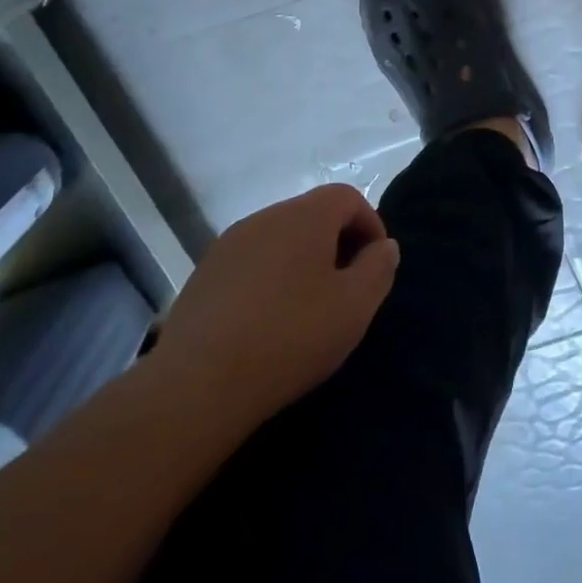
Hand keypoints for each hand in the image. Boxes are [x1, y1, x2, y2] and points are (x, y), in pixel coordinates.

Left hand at [153, 185, 399, 427]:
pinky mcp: (202, 275)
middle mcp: (266, 217)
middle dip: (336, 243)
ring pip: (279, 239)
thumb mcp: (355, 306)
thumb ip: (378, 268)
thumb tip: (384, 246)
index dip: (370, 224)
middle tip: (346, 288)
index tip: (375, 265)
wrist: (197, 385)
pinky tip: (267, 322)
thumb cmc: (290, 336)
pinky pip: (250, 263)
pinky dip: (268, 280)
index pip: (348, 197)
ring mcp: (228, 245)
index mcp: (305, 215)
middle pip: (312, 215)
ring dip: (301, 262)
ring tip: (307, 308)